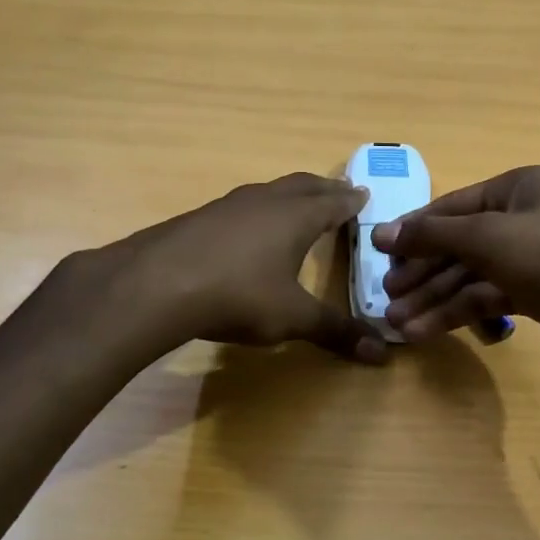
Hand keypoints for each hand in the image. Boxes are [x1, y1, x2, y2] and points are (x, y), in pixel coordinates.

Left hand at [62, 172, 386, 363]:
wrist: (157, 284)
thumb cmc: (239, 295)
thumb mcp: (292, 317)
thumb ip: (335, 331)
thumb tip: (382, 354)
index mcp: (296, 217)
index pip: (333, 202)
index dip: (351, 200)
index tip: (364, 194)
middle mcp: (266, 201)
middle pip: (303, 185)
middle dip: (325, 188)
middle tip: (340, 190)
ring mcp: (229, 205)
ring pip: (270, 191)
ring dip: (290, 194)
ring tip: (298, 204)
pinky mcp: (200, 217)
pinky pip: (242, 205)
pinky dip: (259, 209)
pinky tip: (248, 228)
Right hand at [371, 165, 539, 370]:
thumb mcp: (488, 237)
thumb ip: (434, 235)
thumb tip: (381, 233)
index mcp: (515, 189)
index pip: (451, 207)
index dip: (413, 231)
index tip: (376, 255)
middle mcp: (521, 218)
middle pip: (458, 244)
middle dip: (422, 273)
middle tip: (386, 299)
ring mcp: (530, 257)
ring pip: (469, 275)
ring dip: (434, 299)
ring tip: (398, 325)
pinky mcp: (536, 294)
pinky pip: (487, 297)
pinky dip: (458, 313)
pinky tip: (427, 332)